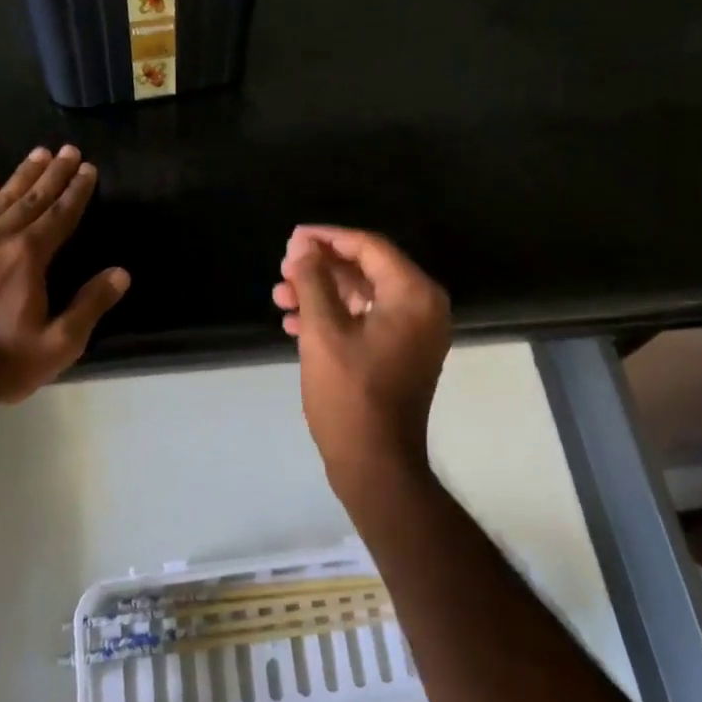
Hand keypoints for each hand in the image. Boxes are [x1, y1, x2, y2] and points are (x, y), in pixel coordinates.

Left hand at [0, 145, 129, 401]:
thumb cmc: (2, 364)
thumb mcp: (59, 344)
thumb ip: (90, 305)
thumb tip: (120, 273)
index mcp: (28, 257)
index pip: (60, 215)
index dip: (77, 191)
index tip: (88, 169)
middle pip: (30, 200)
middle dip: (53, 174)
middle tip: (68, 150)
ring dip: (20, 177)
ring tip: (37, 155)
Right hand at [273, 226, 450, 484]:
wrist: (375, 464)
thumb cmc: (350, 395)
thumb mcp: (324, 332)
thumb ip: (313, 282)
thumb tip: (302, 248)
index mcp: (414, 295)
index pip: (369, 247)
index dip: (328, 238)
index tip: (292, 238)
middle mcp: (422, 307)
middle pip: (366, 269)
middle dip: (321, 268)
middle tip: (283, 269)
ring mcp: (413, 333)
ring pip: (362, 296)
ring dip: (321, 293)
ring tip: (279, 296)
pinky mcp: (400, 353)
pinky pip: (366, 320)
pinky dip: (333, 317)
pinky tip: (294, 323)